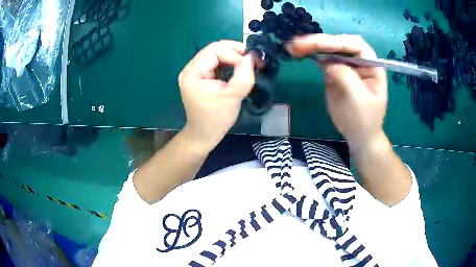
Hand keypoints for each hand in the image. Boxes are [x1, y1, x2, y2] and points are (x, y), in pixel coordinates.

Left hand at [178, 40, 254, 150]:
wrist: (204, 135)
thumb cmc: (216, 119)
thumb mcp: (232, 97)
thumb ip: (243, 75)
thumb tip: (252, 56)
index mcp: (192, 72)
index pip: (214, 50)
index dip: (234, 52)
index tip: (250, 63)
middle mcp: (191, 69)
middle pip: (215, 50)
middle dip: (235, 52)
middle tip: (253, 60)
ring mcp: (195, 72)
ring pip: (217, 55)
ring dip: (234, 57)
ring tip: (249, 64)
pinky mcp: (201, 77)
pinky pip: (217, 63)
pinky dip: (230, 63)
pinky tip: (240, 68)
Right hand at [286, 34, 387, 149]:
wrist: (359, 135)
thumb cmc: (364, 119)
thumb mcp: (359, 99)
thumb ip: (346, 77)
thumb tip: (327, 62)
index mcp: (371, 66)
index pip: (356, 45)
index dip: (339, 42)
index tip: (321, 47)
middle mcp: (358, 61)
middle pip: (339, 43)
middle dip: (320, 41)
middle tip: (299, 43)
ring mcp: (345, 64)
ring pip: (328, 48)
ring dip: (311, 44)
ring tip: (294, 46)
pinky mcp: (334, 71)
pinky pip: (322, 58)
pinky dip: (310, 53)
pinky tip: (298, 51)